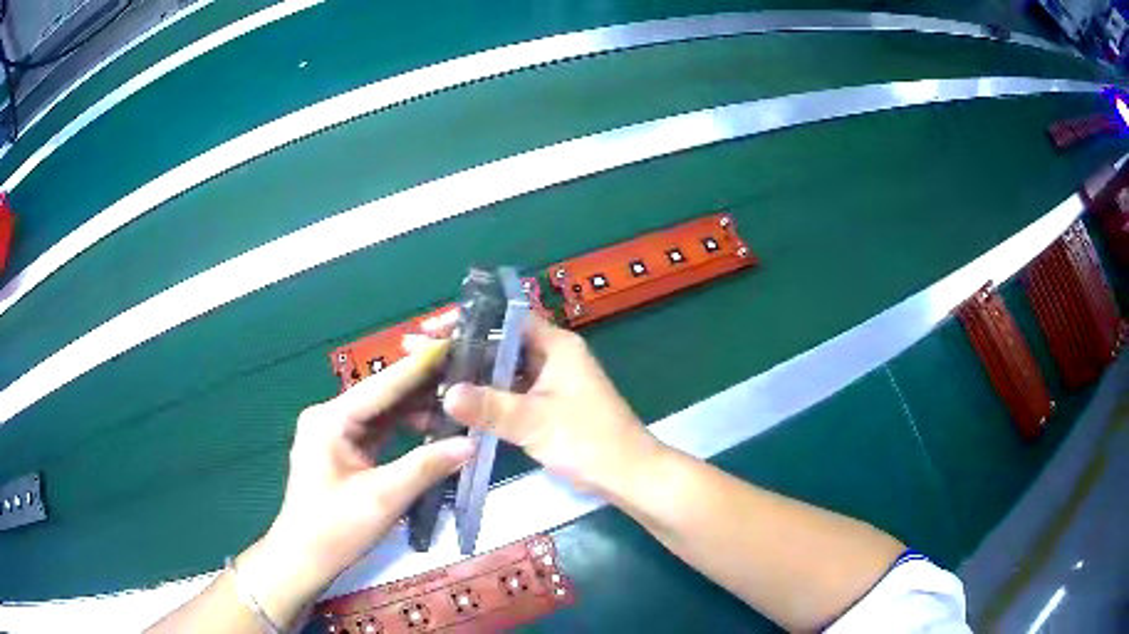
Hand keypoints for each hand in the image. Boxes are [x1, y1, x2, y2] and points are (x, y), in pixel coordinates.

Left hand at [239, 340, 473, 626]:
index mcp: (330, 419)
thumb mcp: (383, 498)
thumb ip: (426, 466)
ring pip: (382, 413)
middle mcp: (330, 416)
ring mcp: (334, 433)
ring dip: (415, 410)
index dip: (419, 366)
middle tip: (465, 375)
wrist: (304, 558)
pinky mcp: (342, 450)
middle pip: (382, 395)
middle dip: (421, 388)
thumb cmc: (336, 529)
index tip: (453, 343)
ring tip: (456, 404)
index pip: (382, 385)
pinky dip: (403, 429)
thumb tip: (470, 443)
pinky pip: (377, 431)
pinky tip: (430, 429)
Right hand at [442, 316, 660, 497]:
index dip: (469, 321)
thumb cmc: (588, 440)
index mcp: (556, 345)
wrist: (626, 475)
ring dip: (472, 377)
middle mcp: (552, 357)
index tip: (433, 330)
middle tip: (419, 355)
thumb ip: (489, 407)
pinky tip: (455, 405)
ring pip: (502, 372)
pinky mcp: (545, 407)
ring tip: (428, 378)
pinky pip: (509, 395)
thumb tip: (446, 394)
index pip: (506, 319)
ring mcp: (548, 383)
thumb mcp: (534, 421)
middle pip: (500, 345)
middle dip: (463, 351)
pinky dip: (486, 399)